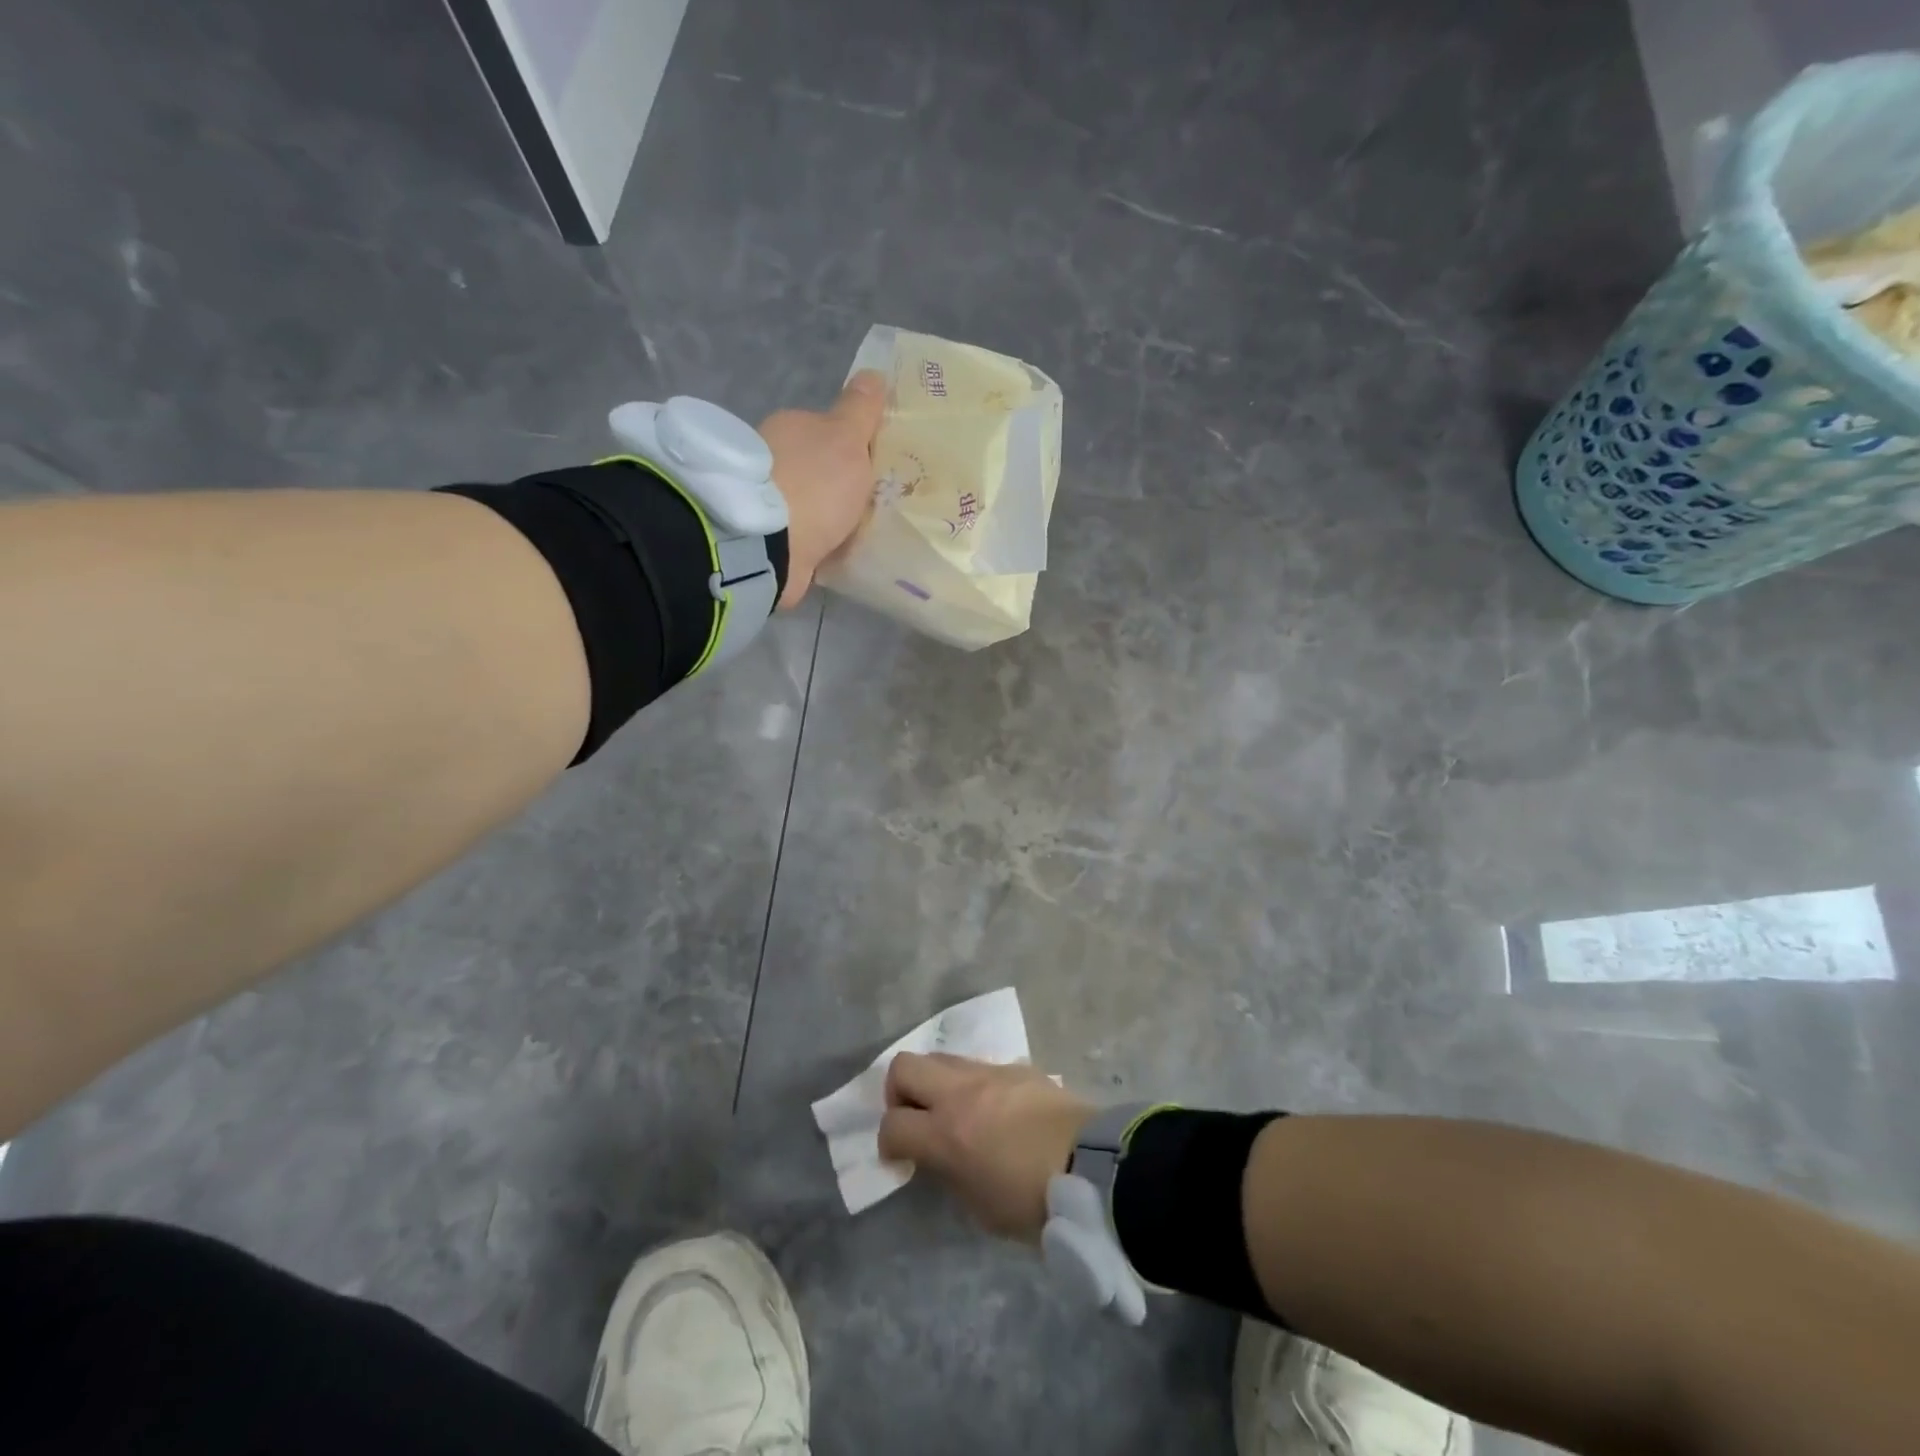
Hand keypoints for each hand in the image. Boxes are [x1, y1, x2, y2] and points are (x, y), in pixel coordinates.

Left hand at [759, 371, 885, 608]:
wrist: (771, 545)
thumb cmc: (816, 485)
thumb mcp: (847, 438)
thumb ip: (860, 410)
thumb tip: (873, 373)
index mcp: (789, 425)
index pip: (823, 430)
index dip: (848, 447)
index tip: (870, 471)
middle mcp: (769, 457)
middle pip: (813, 467)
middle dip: (833, 485)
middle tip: (865, 507)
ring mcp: (762, 499)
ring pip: (803, 502)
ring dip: (820, 515)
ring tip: (850, 536)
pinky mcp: (761, 536)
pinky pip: (795, 535)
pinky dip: (809, 541)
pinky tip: (828, 553)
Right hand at [879, 1052, 1097, 1241]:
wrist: (1091, 1165)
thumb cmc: (1034, 1201)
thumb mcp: (979, 1206)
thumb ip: (949, 1173)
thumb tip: (938, 1156)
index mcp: (946, 1133)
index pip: (893, 1125)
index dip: (888, 1143)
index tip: (901, 1158)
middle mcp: (960, 1093)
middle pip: (904, 1066)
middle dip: (899, 1092)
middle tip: (915, 1118)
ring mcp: (989, 1073)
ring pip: (941, 1058)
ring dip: (935, 1082)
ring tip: (953, 1111)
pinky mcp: (1016, 1066)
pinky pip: (979, 1065)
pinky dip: (972, 1084)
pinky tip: (992, 1109)